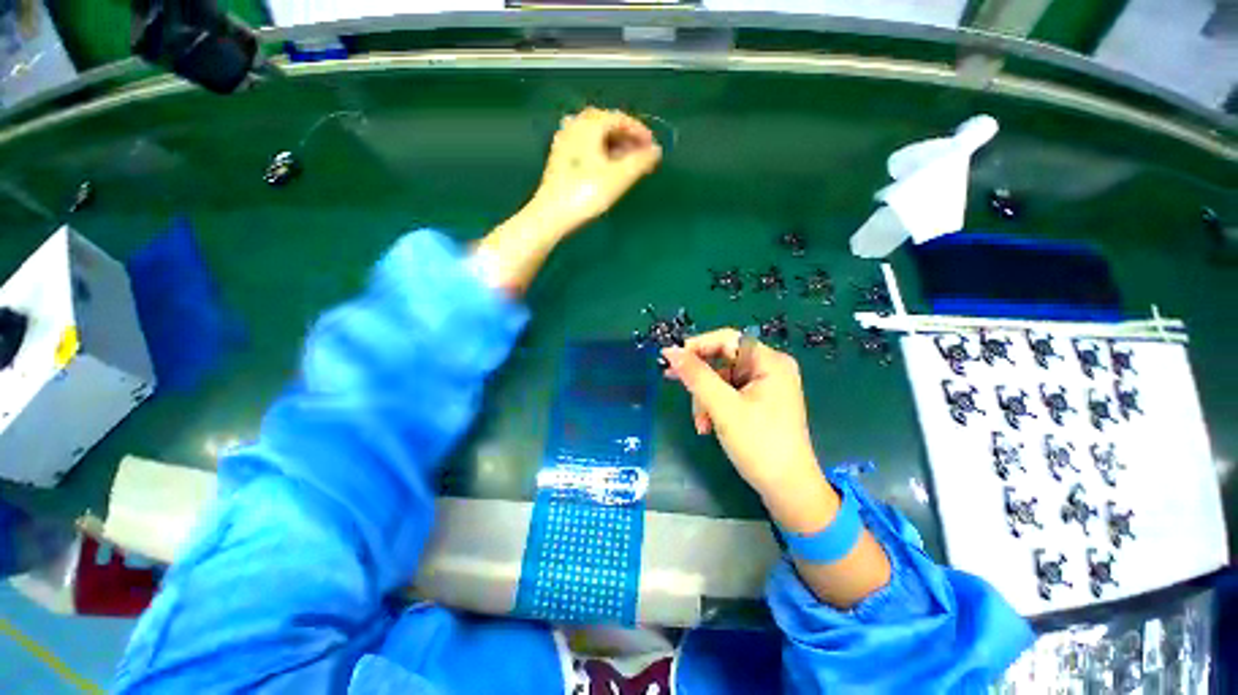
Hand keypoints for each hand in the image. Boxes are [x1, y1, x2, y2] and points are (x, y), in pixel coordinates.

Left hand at [527, 107, 661, 234]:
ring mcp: (564, 141)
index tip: (653, 148)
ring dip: (615, 146)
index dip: (640, 131)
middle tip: (642, 156)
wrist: (552, 214)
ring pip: (596, 137)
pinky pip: (586, 147)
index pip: (621, 118)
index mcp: (590, 123)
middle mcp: (575, 125)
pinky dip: (601, 153)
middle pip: (607, 125)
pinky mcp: (559, 158)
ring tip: (628, 164)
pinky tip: (607, 168)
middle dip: (627, 139)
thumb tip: (656, 151)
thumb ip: (641, 161)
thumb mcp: (619, 177)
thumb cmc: (587, 193)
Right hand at [661, 329, 824, 504]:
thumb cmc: (759, 444)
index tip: (671, 360)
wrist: (788, 491)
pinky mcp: (760, 402)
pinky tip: (709, 427)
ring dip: (705, 400)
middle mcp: (769, 368)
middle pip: (722, 361)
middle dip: (701, 381)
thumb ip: (696, 376)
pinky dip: (714, 408)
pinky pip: (728, 394)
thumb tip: (669, 351)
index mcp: (769, 361)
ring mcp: (765, 386)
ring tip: (701, 425)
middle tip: (674, 385)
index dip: (696, 346)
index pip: (726, 339)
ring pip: (721, 380)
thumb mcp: (723, 407)